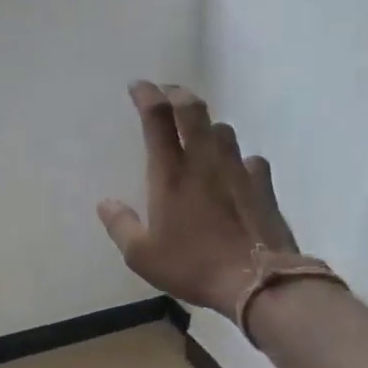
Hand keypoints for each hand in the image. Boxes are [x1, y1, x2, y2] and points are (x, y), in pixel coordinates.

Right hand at [98, 82, 297, 318]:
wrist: (257, 282)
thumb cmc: (193, 266)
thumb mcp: (142, 255)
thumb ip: (120, 225)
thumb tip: (105, 203)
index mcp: (170, 174)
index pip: (157, 117)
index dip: (146, 94)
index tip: (137, 86)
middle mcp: (204, 161)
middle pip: (193, 109)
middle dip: (177, 94)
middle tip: (166, 94)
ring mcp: (237, 169)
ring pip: (222, 129)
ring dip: (206, 125)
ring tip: (198, 134)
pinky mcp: (263, 184)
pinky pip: (249, 159)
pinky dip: (237, 159)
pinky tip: (234, 172)